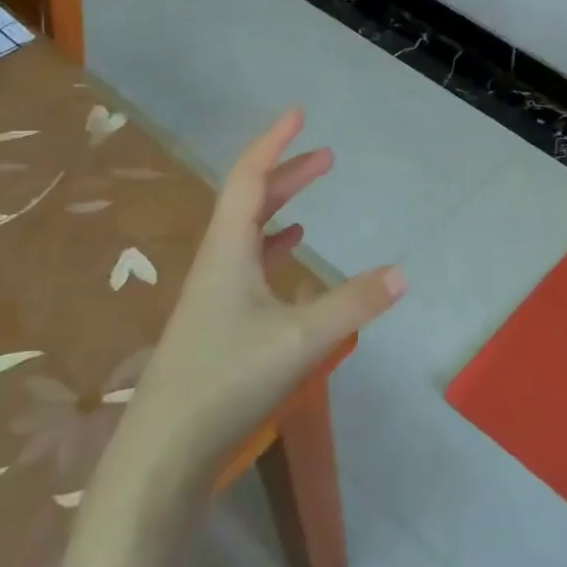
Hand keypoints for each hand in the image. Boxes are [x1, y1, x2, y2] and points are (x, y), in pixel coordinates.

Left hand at [103, 107, 405, 489]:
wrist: (164, 452)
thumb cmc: (227, 381)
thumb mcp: (301, 339)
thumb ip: (354, 304)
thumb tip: (402, 272)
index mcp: (227, 252)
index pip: (247, 179)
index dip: (273, 144)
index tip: (297, 114)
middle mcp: (216, 263)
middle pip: (248, 202)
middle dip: (286, 174)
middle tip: (326, 156)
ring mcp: (212, 295)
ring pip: (247, 234)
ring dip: (279, 208)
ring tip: (311, 198)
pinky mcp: (216, 324)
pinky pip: (248, 266)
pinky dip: (272, 248)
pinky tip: (290, 257)